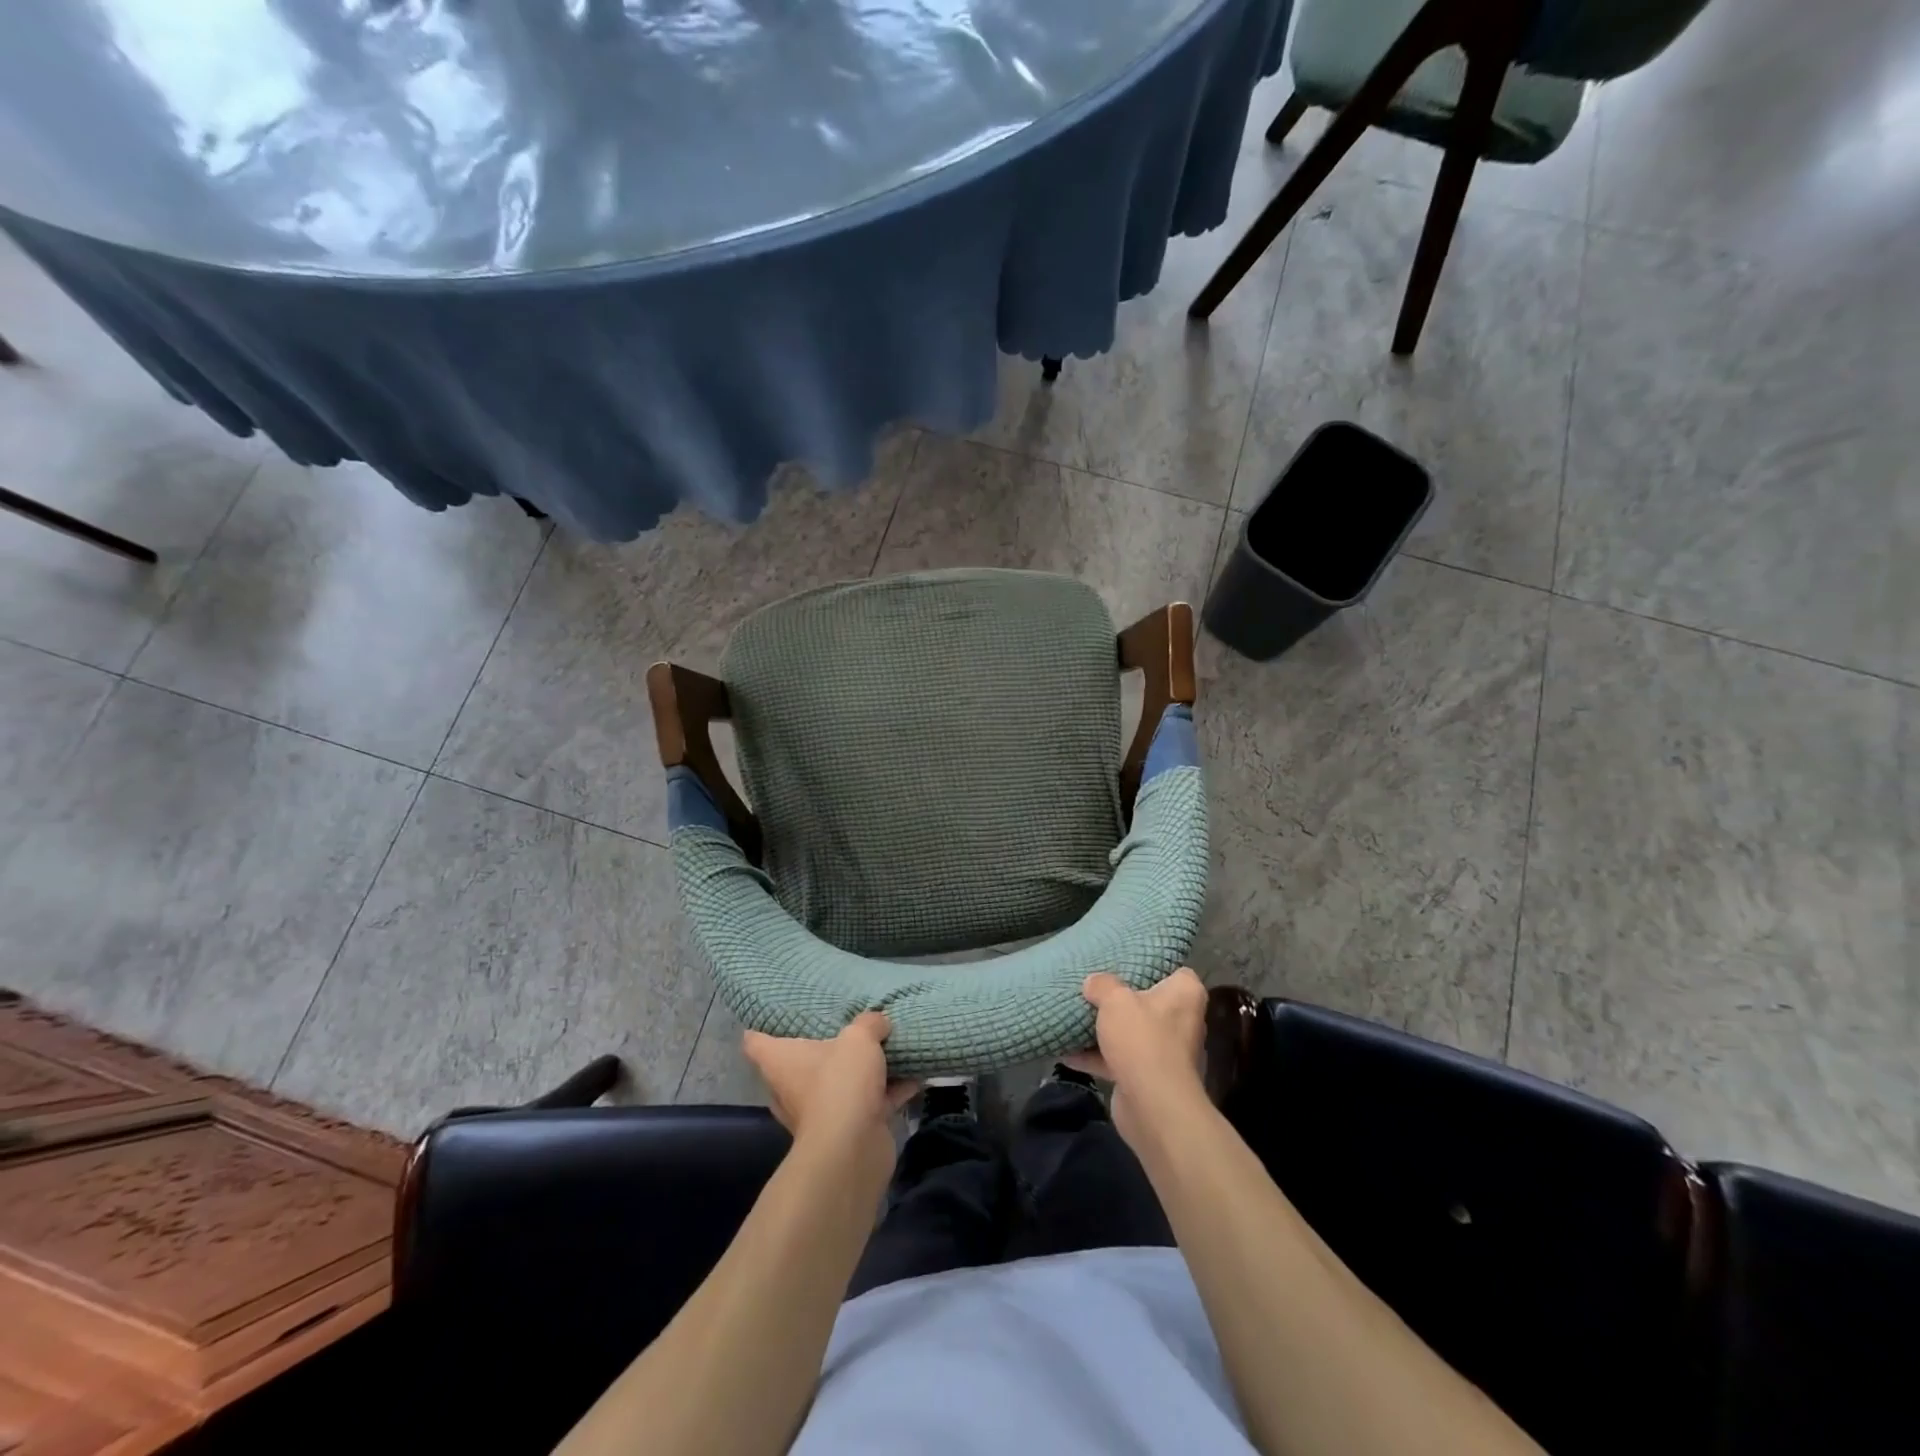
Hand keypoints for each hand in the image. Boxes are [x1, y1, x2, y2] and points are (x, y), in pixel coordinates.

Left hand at [742, 1012, 918, 1155]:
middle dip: (824, 1046)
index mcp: (780, 1062)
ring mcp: (821, 1110)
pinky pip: (871, 1101)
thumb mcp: (859, 1038)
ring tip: (887, 1044)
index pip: (755, 1040)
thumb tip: (878, 1022)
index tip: (781, 1011)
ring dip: (863, 1069)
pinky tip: (915, 1073)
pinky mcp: (849, 1128)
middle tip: (846, 1023)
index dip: (763, 1025)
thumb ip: (870, 1023)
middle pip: (801, 1061)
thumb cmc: (840, 1083)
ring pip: (840, 1081)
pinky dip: (890, 1090)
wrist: (853, 1150)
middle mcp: (793, 1087)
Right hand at [1064, 969, 1207, 1142]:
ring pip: (1132, 1033)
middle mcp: (1182, 1022)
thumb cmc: (1142, 1040)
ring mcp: (1166, 1053)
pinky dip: (1096, 1058)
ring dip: (1106, 1031)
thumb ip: (1102, 985)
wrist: (1153, 1106)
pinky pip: (1119, 1060)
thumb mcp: (1115, 1000)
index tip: (1127, 963)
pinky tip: (1067, 1053)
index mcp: (1185, 995)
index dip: (1154, 966)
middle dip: (1122, 1000)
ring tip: (1076, 1017)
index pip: (1176, 972)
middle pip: (1149, 1002)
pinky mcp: (1148, 1078)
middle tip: (1096, 987)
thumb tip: (1093, 982)